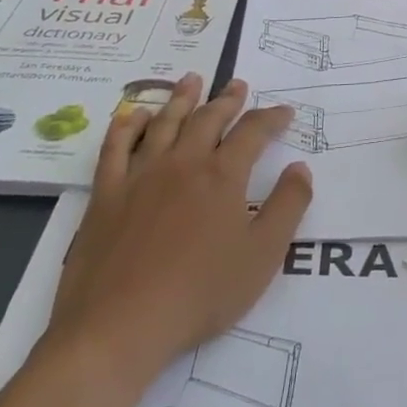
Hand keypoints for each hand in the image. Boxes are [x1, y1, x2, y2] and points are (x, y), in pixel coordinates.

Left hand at [48, 74, 311, 385]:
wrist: (118, 327)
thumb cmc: (200, 294)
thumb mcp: (262, 256)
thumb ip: (288, 206)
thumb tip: (301, 168)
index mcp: (223, 176)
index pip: (253, 132)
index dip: (272, 118)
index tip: (285, 111)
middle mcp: (183, 163)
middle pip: (208, 119)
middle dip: (228, 100)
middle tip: (238, 85)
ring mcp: (140, 176)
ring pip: (165, 123)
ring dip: (181, 98)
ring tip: (192, 79)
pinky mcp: (105, 195)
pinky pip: (115, 148)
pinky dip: (127, 126)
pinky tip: (135, 115)